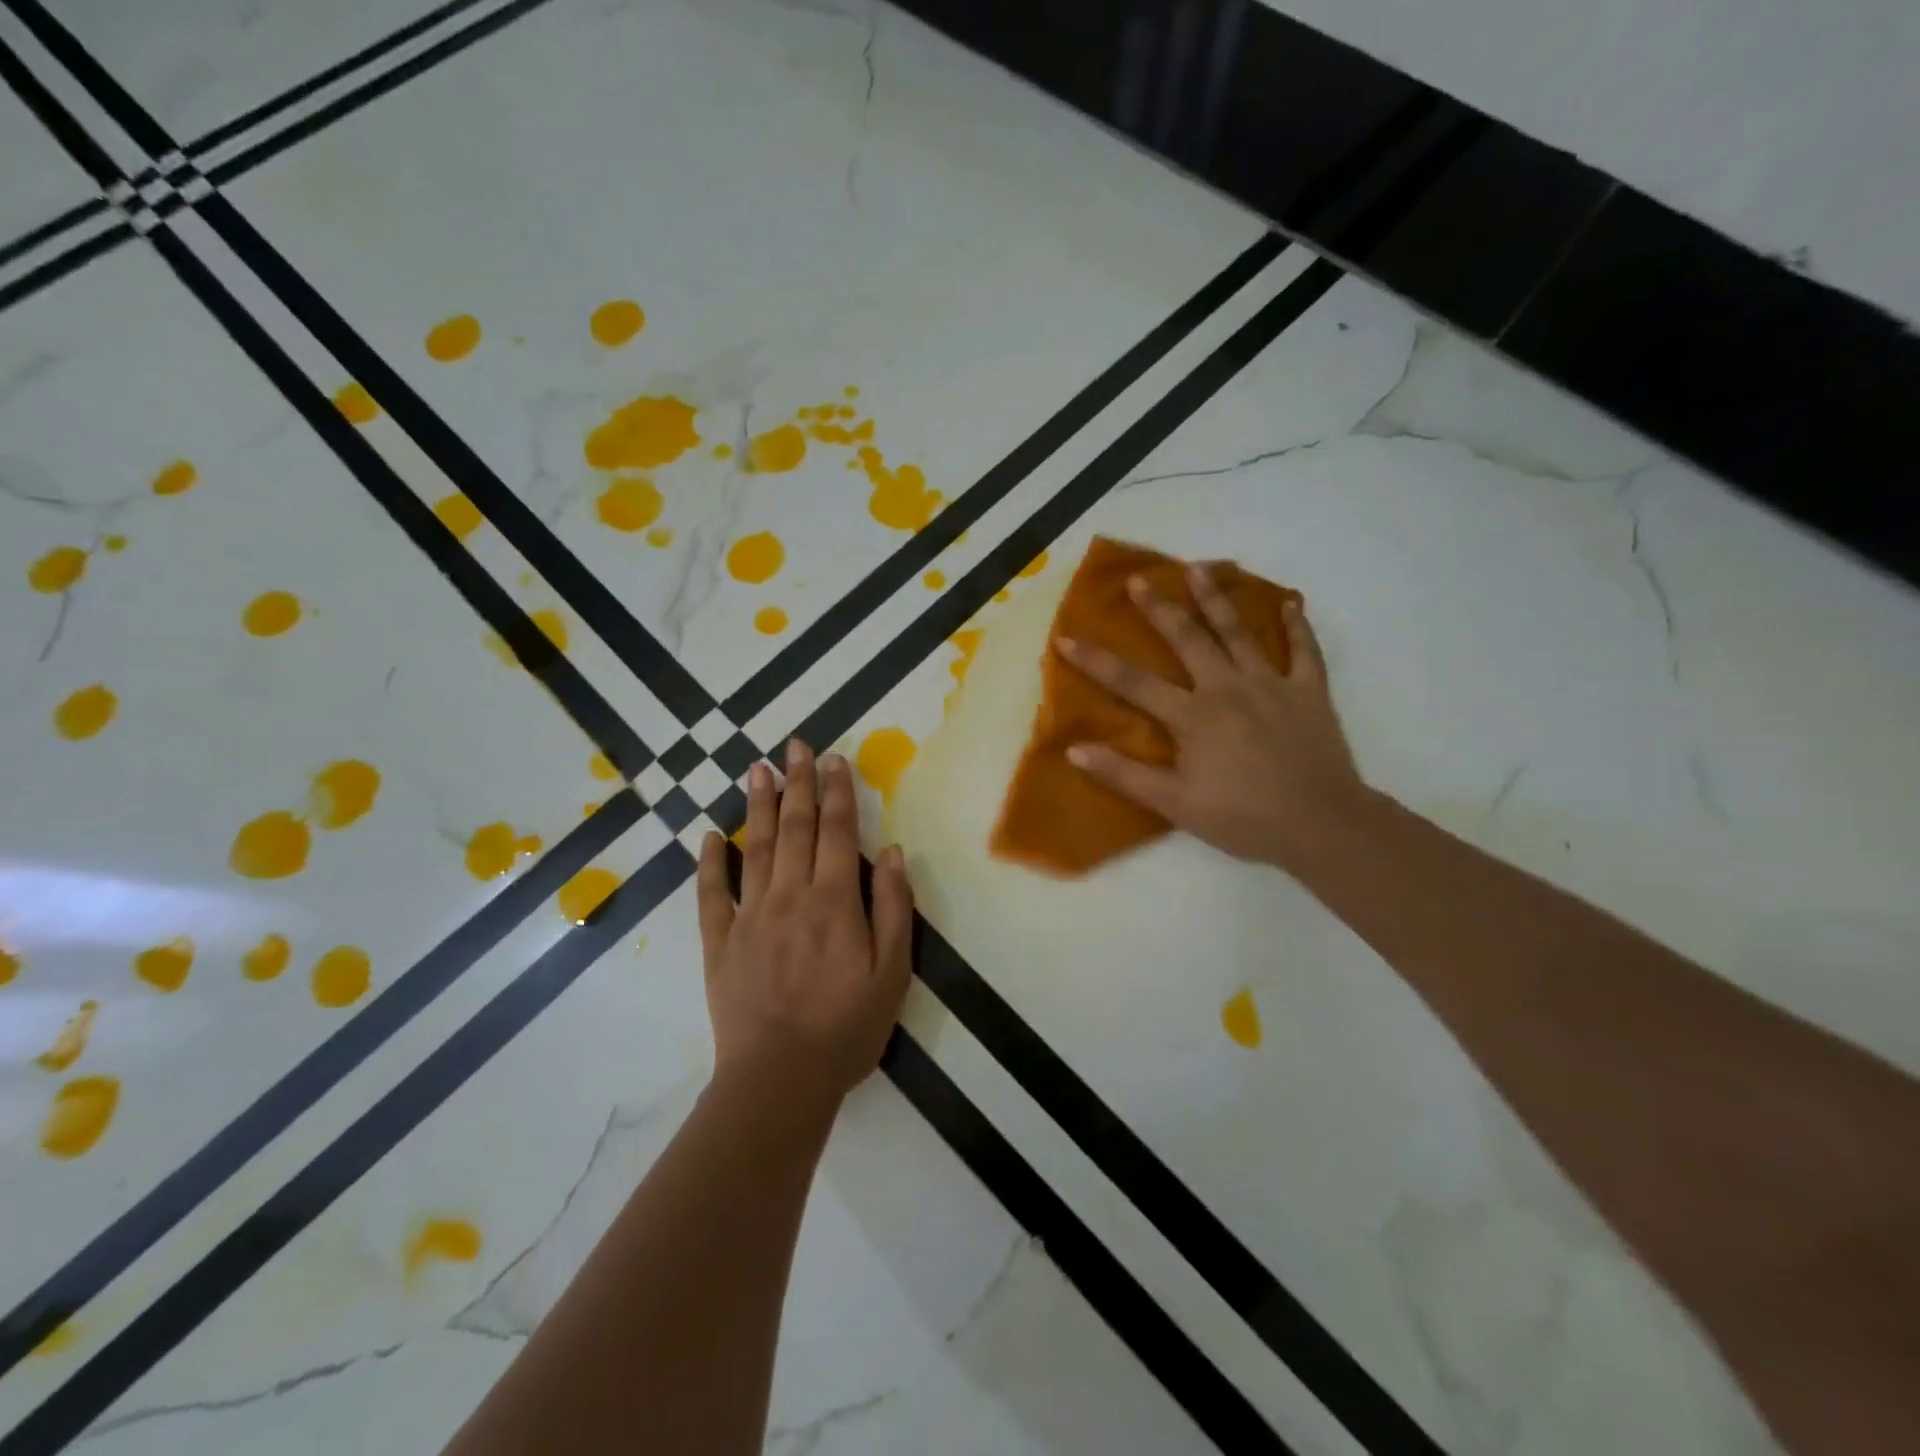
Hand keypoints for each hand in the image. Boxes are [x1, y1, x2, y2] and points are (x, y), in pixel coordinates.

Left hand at [696, 740, 913, 1103]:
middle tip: (794, 746)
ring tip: (756, 769)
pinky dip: (709, 862)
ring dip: (756, 805)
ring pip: (753, 847)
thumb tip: (893, 851)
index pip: (837, 831)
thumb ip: (894, 906)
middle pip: (795, 827)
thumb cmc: (847, 1027)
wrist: (780, 1079)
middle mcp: (791, 895)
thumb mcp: (893, 971)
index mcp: (835, 900)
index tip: (833, 758)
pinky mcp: (720, 941)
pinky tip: (708, 836)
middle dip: (797, 783)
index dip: (837, 791)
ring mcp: (750, 915)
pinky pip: (712, 893)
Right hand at [1056, 565, 1368, 872]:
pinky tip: (1290, 601)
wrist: (1322, 825)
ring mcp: (1271, 684)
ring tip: (1199, 568)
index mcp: (1193, 716)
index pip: (1133, 682)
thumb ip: (1124, 775)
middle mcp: (1228, 688)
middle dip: (1160, 608)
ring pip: (1239, 632)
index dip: (1096, 661)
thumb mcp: (1174, 804)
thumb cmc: (1243, 818)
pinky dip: (1298, 625)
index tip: (1067, 637)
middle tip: (1140, 579)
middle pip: (1187, 639)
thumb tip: (1075, 749)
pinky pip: (1305, 650)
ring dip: (1217, 598)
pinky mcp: (1309, 692)